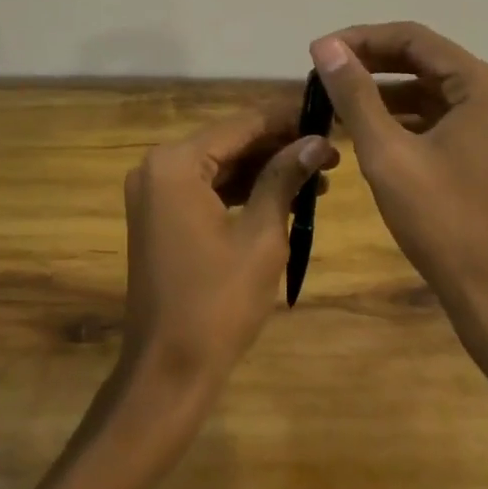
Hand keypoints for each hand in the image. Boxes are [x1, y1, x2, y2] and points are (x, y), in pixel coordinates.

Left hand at [119, 103, 338, 399]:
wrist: (168, 372)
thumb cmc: (217, 303)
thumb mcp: (261, 236)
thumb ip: (285, 178)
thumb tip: (318, 140)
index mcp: (176, 163)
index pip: (242, 124)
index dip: (288, 118)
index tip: (329, 116)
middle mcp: (158, 166)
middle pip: (230, 141)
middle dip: (280, 146)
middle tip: (332, 152)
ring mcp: (155, 191)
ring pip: (221, 165)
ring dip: (266, 169)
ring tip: (319, 177)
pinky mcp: (161, 215)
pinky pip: (207, 188)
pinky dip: (244, 190)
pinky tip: (286, 197)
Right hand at [310, 22, 487, 329]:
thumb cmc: (442, 221)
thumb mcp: (387, 153)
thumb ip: (354, 94)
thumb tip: (325, 46)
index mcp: (481, 85)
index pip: (413, 38)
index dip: (361, 39)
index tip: (318, 52)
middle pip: (423, 59)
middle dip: (370, 63)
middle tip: (322, 72)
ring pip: (429, 89)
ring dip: (383, 91)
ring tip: (335, 99)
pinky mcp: (487, 150)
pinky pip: (439, 116)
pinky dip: (403, 117)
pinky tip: (366, 130)